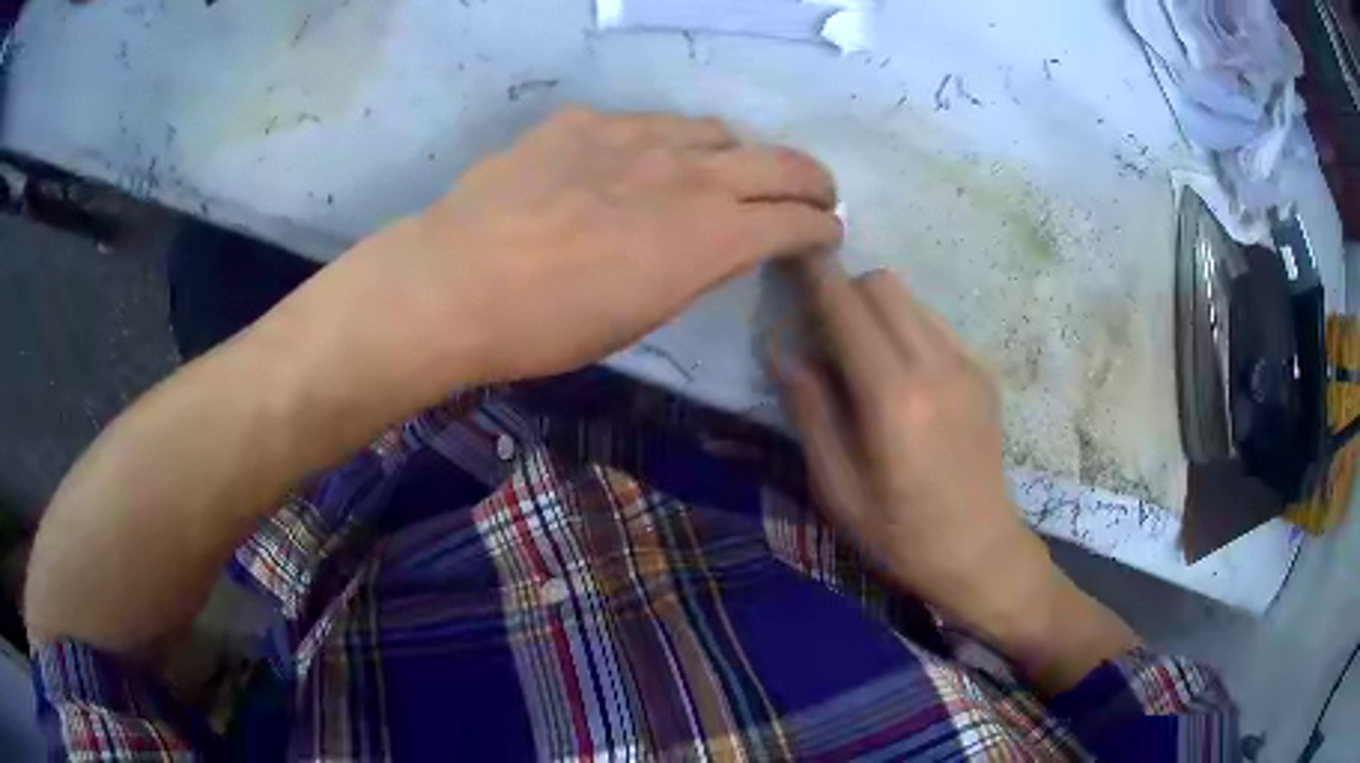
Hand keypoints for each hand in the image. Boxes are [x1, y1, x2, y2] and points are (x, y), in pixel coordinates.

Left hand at [291, 108, 842, 403]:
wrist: (456, 282)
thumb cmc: (548, 328)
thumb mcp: (640, 315)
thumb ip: (692, 268)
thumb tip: (713, 245)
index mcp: (710, 238)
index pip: (797, 222)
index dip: (822, 228)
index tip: (827, 233)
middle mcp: (690, 175)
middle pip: (780, 162)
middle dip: (812, 180)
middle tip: (817, 192)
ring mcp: (635, 137)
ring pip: (714, 131)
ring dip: (733, 155)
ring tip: (722, 173)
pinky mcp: (585, 122)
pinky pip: (643, 123)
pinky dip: (659, 144)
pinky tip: (632, 164)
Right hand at [774, 260, 1137, 691]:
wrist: (979, 549)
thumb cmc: (899, 532)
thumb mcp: (837, 487)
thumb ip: (810, 412)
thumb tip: (781, 351)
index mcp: (893, 397)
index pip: (846, 307)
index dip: (815, 276)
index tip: (792, 258)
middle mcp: (934, 364)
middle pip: (882, 284)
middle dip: (845, 289)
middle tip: (823, 328)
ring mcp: (966, 364)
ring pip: (910, 299)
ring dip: (876, 308)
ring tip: (862, 355)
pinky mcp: (982, 372)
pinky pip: (933, 324)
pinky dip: (905, 328)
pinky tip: (902, 376)